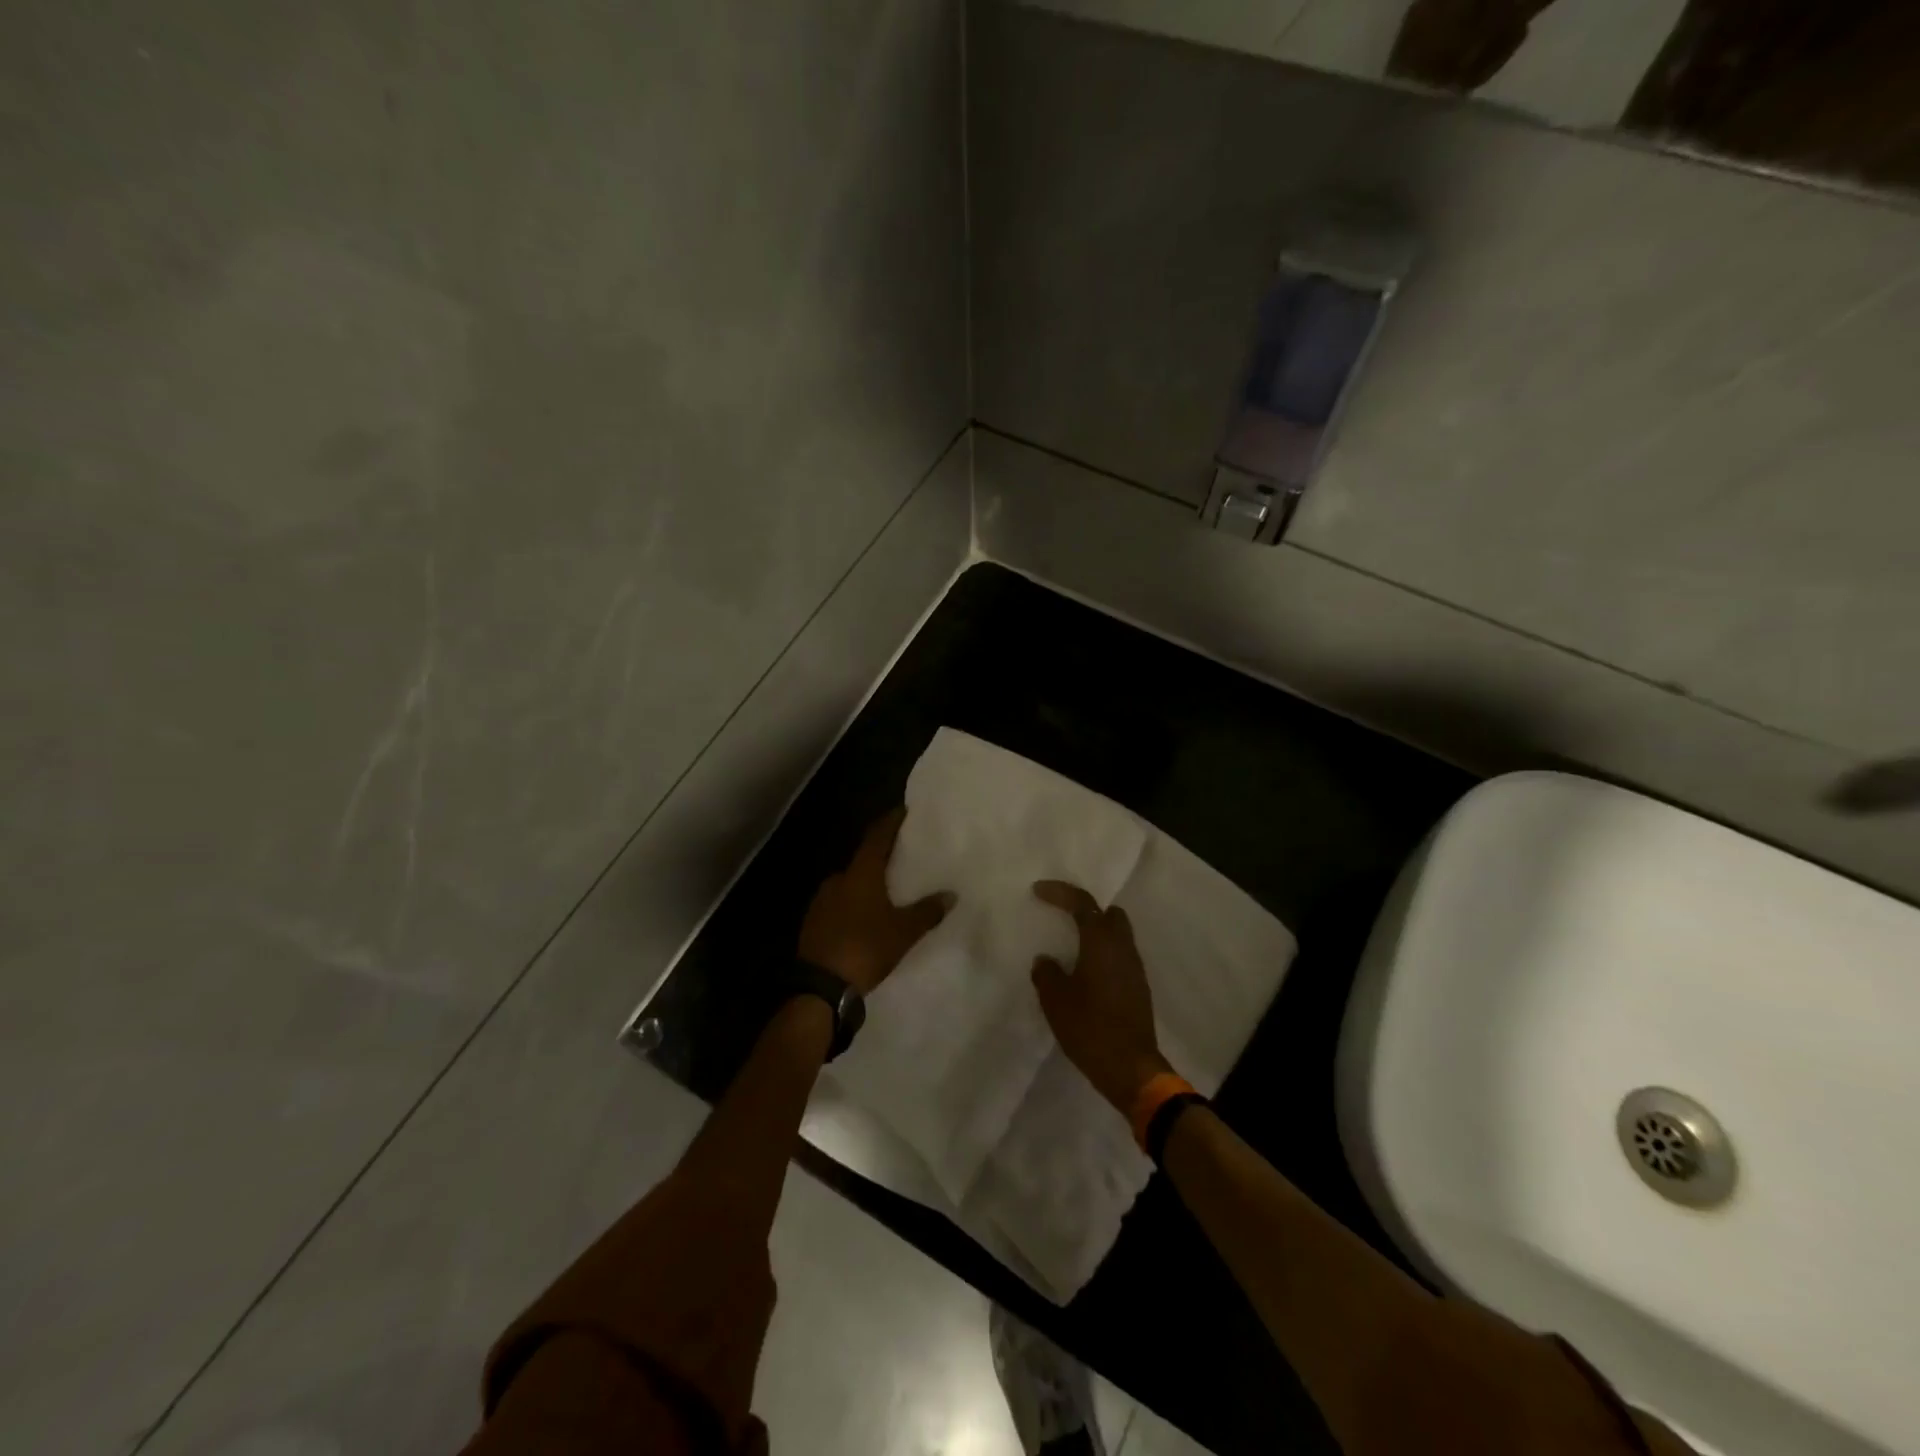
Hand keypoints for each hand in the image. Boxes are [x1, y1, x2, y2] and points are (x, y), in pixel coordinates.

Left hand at [798, 808, 953, 996]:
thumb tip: (951, 894)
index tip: (902, 811)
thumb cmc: (865, 948)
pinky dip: (854, 902)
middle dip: (881, 856)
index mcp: (861, 874)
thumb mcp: (903, 932)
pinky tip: (865, 916)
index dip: (890, 822)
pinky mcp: (813, 921)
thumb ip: (927, 911)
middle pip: (863, 859)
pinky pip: (839, 903)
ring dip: (866, 882)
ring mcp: (822, 900)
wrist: (820, 986)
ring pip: (850, 882)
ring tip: (887, 890)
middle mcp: (838, 879)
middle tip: (901, 857)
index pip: (877, 837)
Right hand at [1030, 881, 1171, 1113]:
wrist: (1130, 1068)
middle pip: (1109, 914)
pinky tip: (1086, 973)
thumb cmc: (1090, 1028)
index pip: (1082, 903)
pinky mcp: (1138, 988)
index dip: (1060, 892)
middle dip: (1086, 910)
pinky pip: (1120, 957)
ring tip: (1071, 946)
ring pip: (1117, 936)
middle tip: (1062, 916)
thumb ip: (1047, 974)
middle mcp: (1123, 948)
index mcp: (1101, 942)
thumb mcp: (1056, 1000)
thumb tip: (1045, 960)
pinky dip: (1103, 955)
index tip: (1038, 891)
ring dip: (1096, 934)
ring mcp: (1135, 968)